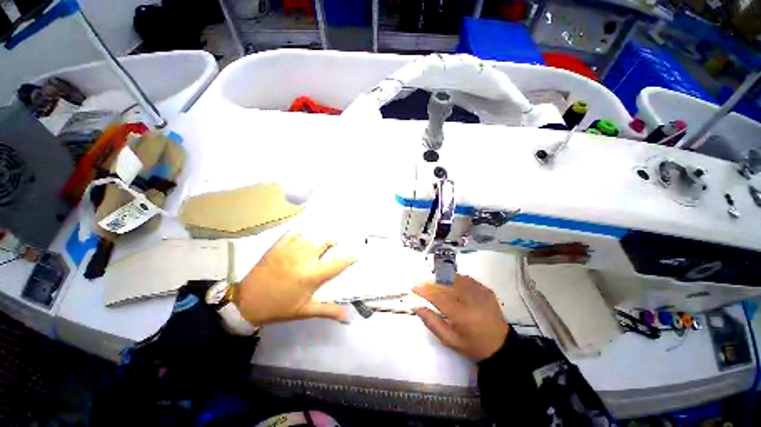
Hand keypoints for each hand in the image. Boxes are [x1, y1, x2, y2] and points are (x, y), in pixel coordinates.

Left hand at [236, 232, 353, 324]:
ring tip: (322, 237)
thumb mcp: (304, 311)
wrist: (247, 302)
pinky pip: (292, 233)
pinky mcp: (277, 247)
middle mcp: (303, 260)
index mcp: (311, 276)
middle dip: (333, 242)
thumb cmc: (278, 308)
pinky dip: (300, 230)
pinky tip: (304, 230)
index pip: (336, 264)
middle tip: (335, 243)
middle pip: (324, 244)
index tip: (355, 255)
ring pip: (310, 237)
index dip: (348, 259)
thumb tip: (348, 316)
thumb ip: (327, 310)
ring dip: (319, 237)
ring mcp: (289, 251)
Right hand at [414, 275, 508, 360]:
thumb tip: (417, 307)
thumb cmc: (472, 345)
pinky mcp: (486, 289)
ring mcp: (480, 292)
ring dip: (442, 279)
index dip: (424, 290)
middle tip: (423, 284)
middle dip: (431, 282)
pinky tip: (451, 283)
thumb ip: (432, 322)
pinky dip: (455, 279)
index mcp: (462, 315)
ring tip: (435, 283)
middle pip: (446, 284)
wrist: (501, 346)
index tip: (414, 286)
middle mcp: (471, 300)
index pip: (438, 297)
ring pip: (455, 278)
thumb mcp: (450, 340)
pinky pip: (466, 279)